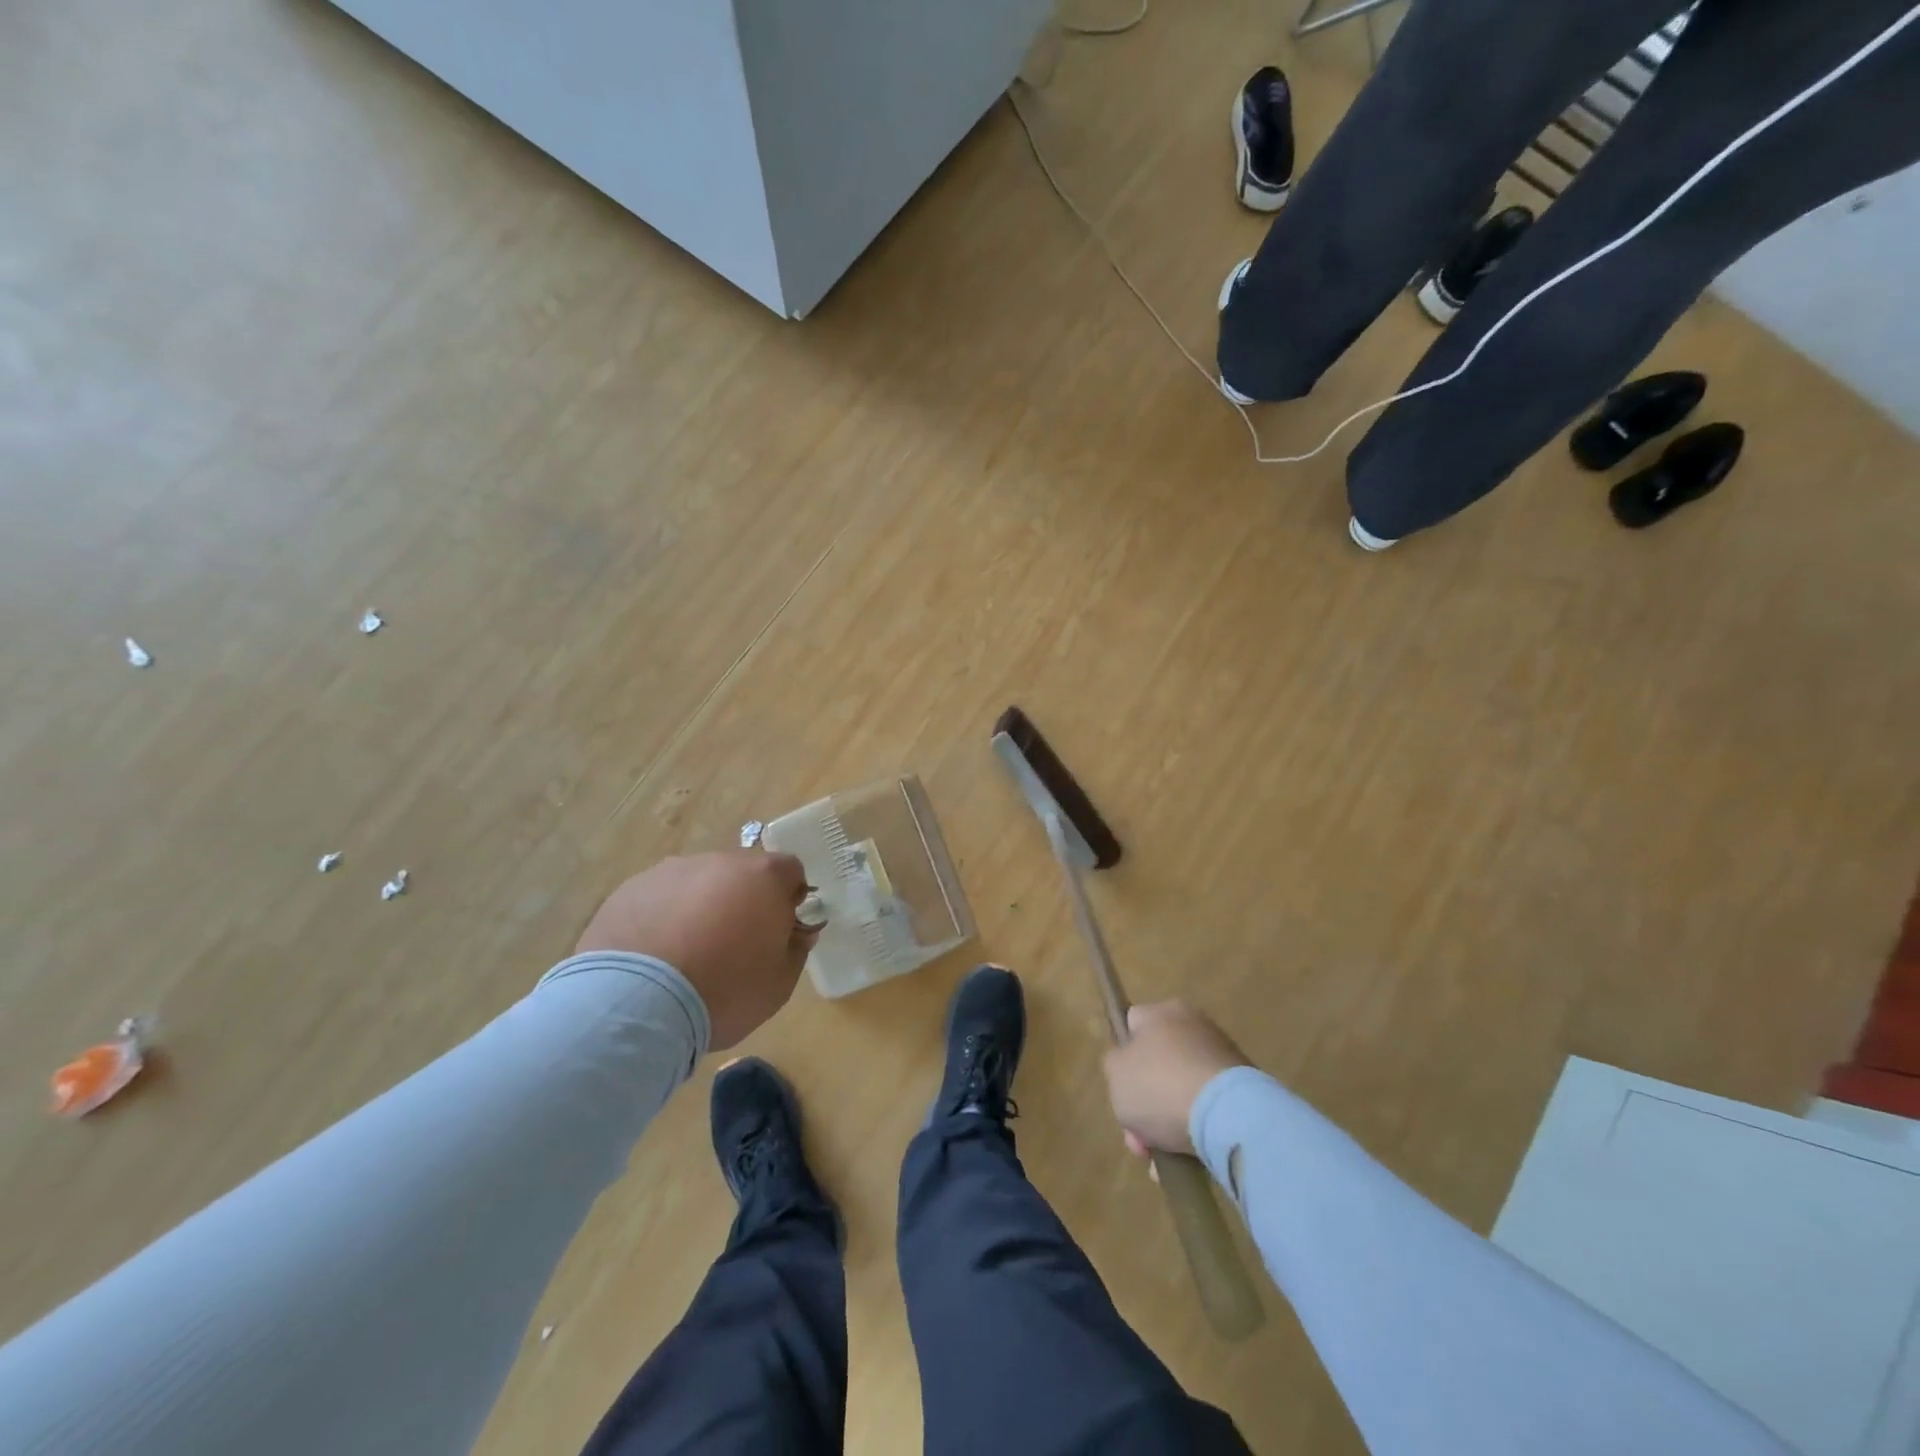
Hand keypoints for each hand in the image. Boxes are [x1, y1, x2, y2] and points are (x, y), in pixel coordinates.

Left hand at [574, 850, 818, 1048]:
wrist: (635, 1004)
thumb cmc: (724, 991)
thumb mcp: (779, 984)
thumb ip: (795, 950)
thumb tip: (795, 932)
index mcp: (763, 877)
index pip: (790, 871)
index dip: (789, 899)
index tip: (780, 930)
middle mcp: (719, 862)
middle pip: (741, 874)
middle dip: (743, 901)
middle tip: (733, 946)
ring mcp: (671, 872)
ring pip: (697, 884)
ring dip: (700, 908)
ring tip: (685, 956)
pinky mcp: (630, 890)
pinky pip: (659, 899)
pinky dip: (662, 919)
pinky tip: (653, 958)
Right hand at [1103, 1001, 1249, 1157]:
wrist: (1230, 1117)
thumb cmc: (1161, 1086)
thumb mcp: (1115, 1073)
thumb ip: (1114, 1064)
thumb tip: (1129, 1067)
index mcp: (1163, 1012)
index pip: (1132, 1025)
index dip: (1122, 1056)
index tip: (1121, 1088)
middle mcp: (1195, 1026)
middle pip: (1157, 1065)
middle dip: (1145, 1104)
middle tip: (1139, 1139)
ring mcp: (1223, 1058)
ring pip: (1181, 1092)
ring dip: (1168, 1124)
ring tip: (1162, 1164)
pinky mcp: (1245, 1090)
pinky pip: (1208, 1110)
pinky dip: (1196, 1132)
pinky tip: (1186, 1161)